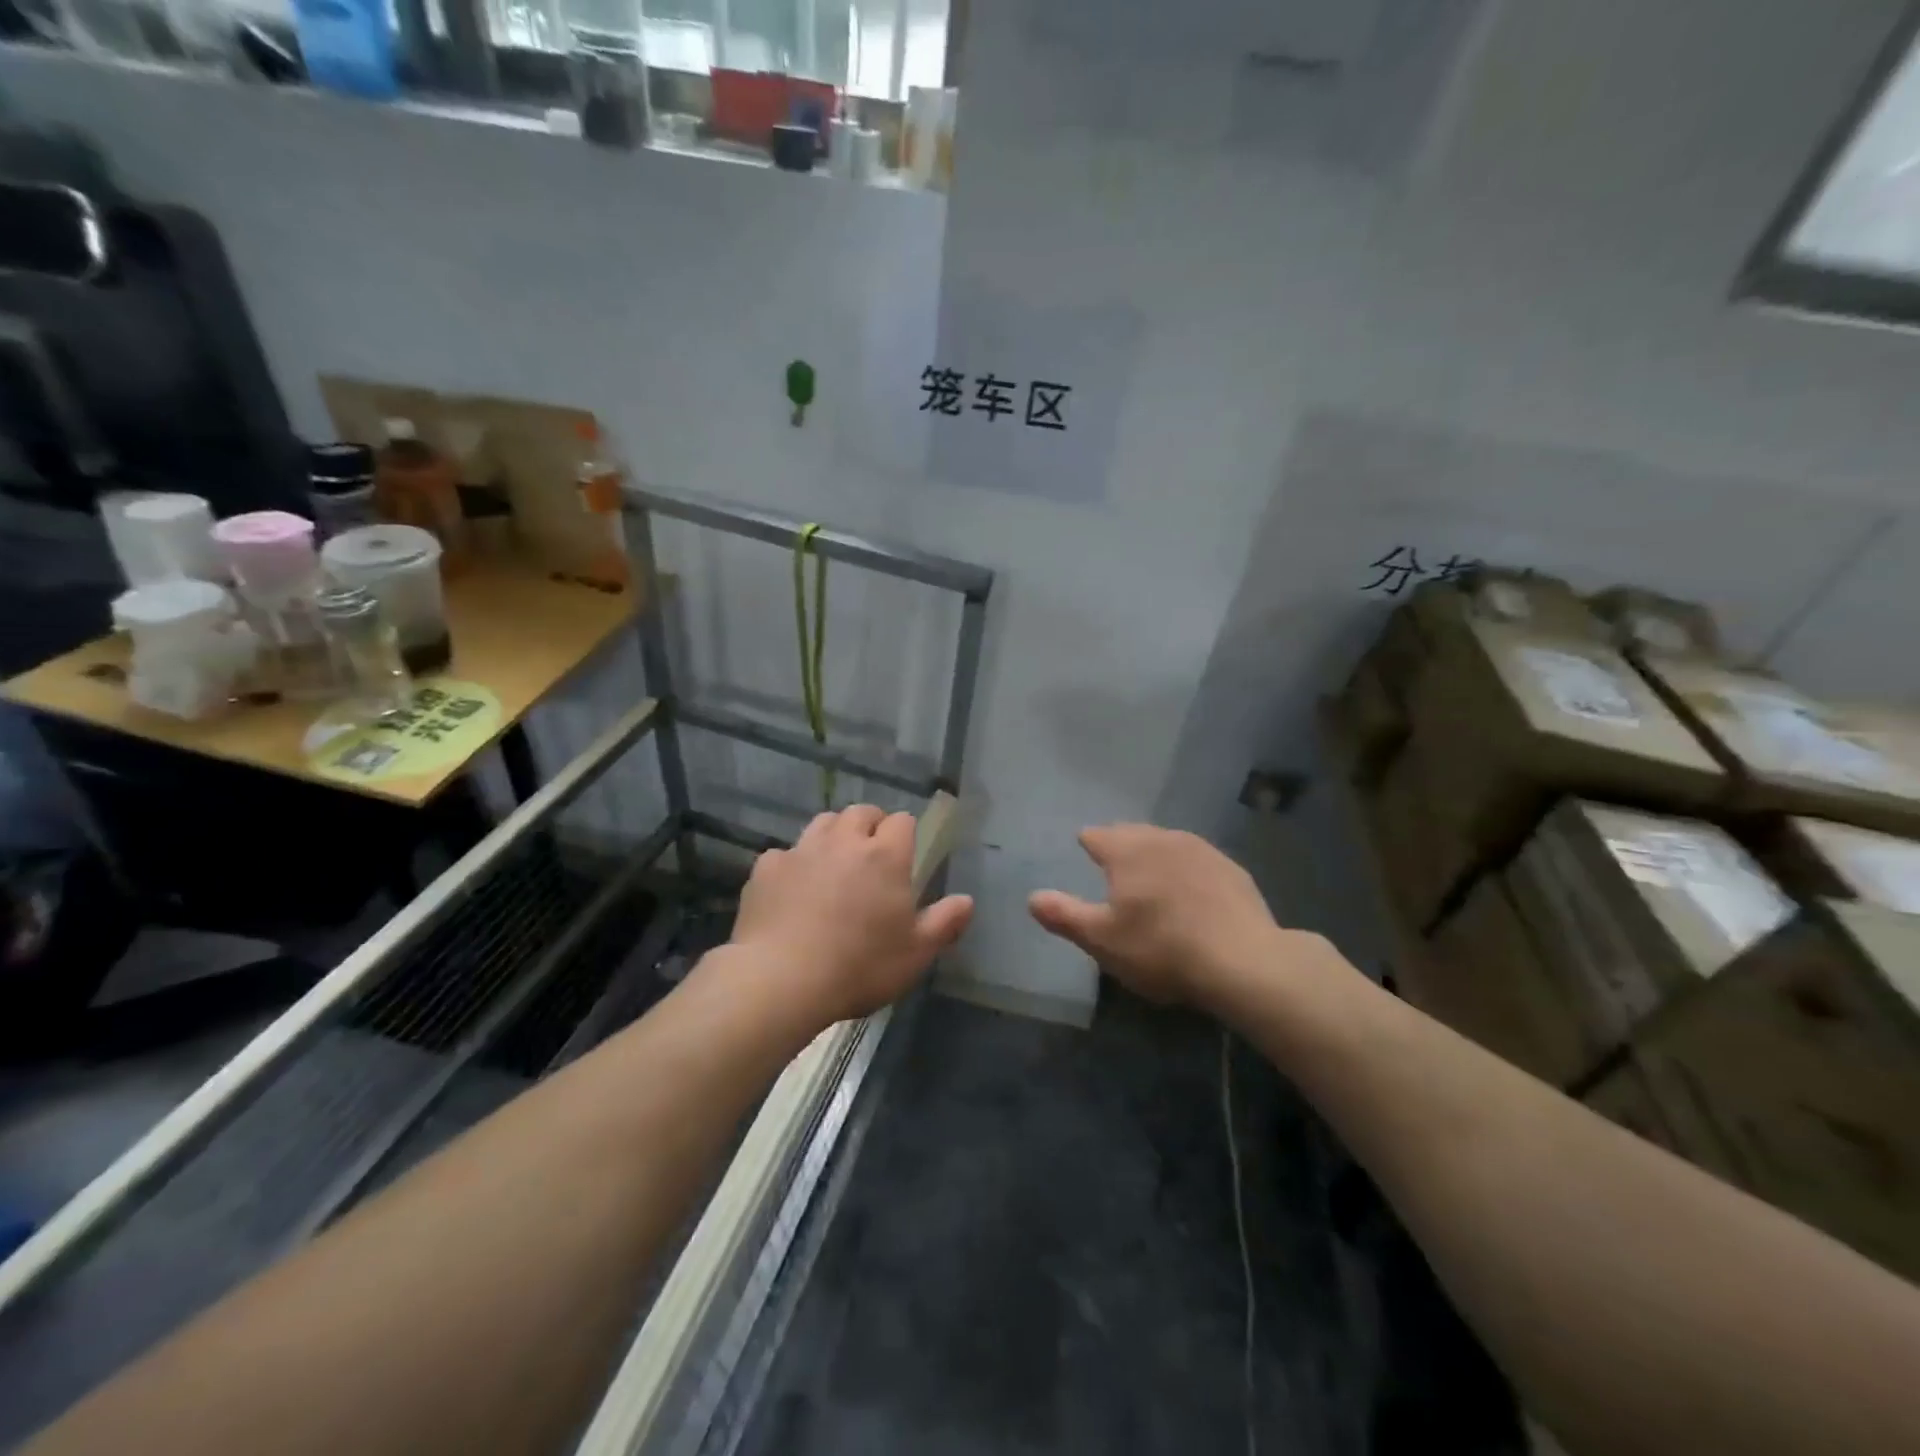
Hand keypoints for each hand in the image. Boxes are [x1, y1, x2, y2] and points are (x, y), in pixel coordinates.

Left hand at [730, 804, 973, 1026]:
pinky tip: (793, 889)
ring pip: (822, 823)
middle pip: (861, 813)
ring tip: (835, 863)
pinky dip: (794, 864)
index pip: (902, 821)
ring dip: (834, 834)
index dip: (905, 834)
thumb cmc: (860, 966)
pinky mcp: (767, 868)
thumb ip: (945, 922)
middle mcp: (844, 842)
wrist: (781, 979)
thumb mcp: (916, 953)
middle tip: (872, 855)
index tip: (905, 856)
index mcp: (885, 856)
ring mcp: (802, 851)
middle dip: (870, 825)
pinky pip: (785, 853)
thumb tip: (967, 900)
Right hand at [1028, 824, 1286, 1006]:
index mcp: (1127, 850)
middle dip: (1120, 845)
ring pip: (1167, 843)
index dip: (1088, 844)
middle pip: (1132, 833)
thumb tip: (1032, 897)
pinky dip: (1187, 871)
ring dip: (1155, 855)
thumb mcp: (1102, 940)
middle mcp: (1162, 839)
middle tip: (1115, 868)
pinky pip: (1197, 861)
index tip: (1085, 851)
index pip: (1096, 835)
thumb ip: (1064, 915)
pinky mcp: (1232, 869)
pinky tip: (1192, 894)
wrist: (1243, 961)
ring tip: (1152, 878)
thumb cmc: (1161, 948)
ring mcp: (1202, 850)